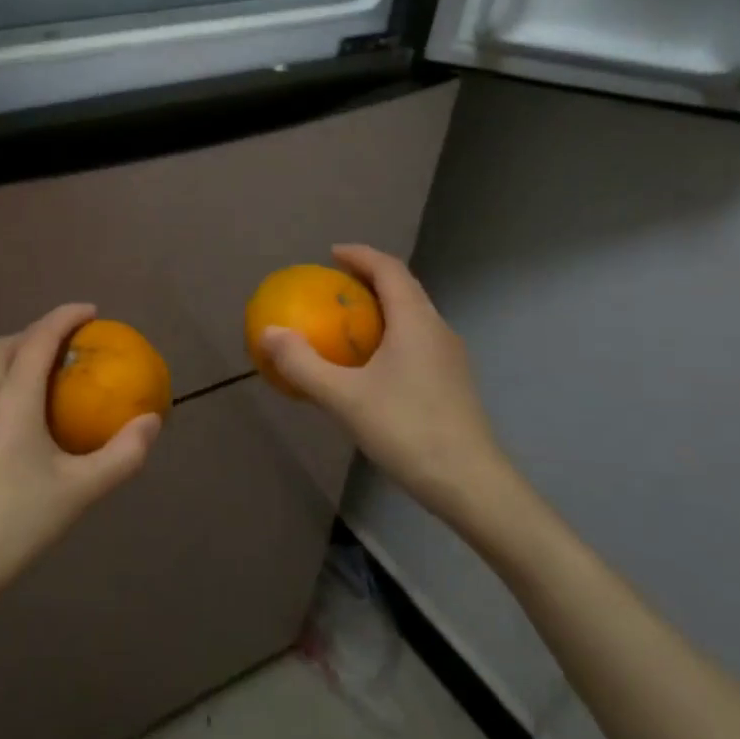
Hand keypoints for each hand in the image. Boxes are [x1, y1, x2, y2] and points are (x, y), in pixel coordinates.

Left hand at [0, 303, 159, 616]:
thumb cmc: (14, 524)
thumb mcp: (79, 492)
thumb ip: (122, 455)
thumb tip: (151, 421)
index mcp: (12, 400)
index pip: (39, 338)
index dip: (65, 317)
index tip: (91, 311)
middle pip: (5, 345)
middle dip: (37, 331)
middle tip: (69, 344)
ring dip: (15, 355)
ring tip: (45, 375)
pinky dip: (1, 381)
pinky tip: (18, 419)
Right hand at [258, 245, 512, 522]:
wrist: (471, 484)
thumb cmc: (407, 430)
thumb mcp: (345, 398)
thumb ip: (303, 364)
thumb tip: (269, 332)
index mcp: (416, 321)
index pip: (389, 269)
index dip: (360, 255)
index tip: (331, 254)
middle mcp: (438, 330)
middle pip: (404, 288)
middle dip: (369, 279)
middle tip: (334, 286)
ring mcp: (450, 357)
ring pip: (413, 316)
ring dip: (382, 308)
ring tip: (348, 321)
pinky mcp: (453, 382)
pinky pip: (417, 340)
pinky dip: (391, 334)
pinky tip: (372, 365)